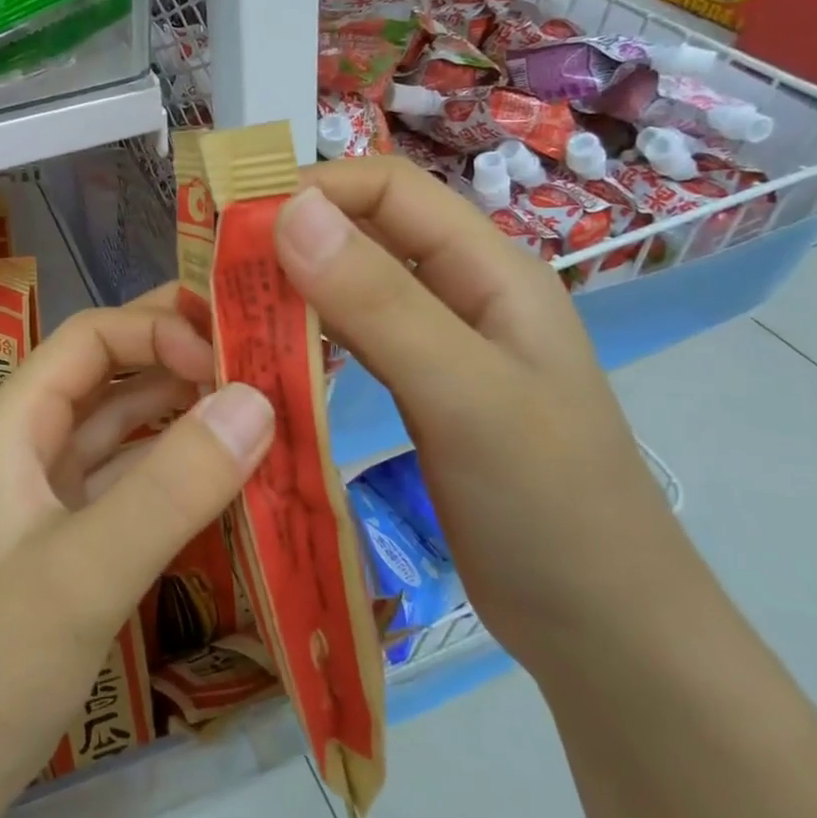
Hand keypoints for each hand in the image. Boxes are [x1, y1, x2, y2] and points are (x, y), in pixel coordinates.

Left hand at [0, 289, 274, 817]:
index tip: (231, 360)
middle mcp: (32, 440)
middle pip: (112, 372)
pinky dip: (183, 466)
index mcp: (13, 422)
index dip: (159, 330)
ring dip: (190, 411)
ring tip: (267, 403)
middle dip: (183, 356)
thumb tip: (258, 401)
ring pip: (129, 425)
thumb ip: (171, 488)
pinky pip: (137, 477)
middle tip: (265, 354)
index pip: (91, 338)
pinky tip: (236, 470)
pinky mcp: (77, 532)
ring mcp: (54, 489)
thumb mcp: (84, 572)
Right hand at [273, 158, 687, 670]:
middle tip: (212, 275)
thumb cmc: (549, 504)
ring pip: (351, 290)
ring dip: (291, 291)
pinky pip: (352, 344)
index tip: (233, 224)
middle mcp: (462, 293)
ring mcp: (439, 346)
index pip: (388, 188)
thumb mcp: (464, 393)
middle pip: (364, 235)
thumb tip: (289, 209)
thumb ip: (379, 300)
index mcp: (489, 268)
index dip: (312, 188)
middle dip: (288, 240)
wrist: (604, 629)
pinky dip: (305, 339)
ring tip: (225, 313)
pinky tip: (266, 359)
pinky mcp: (419, 394)